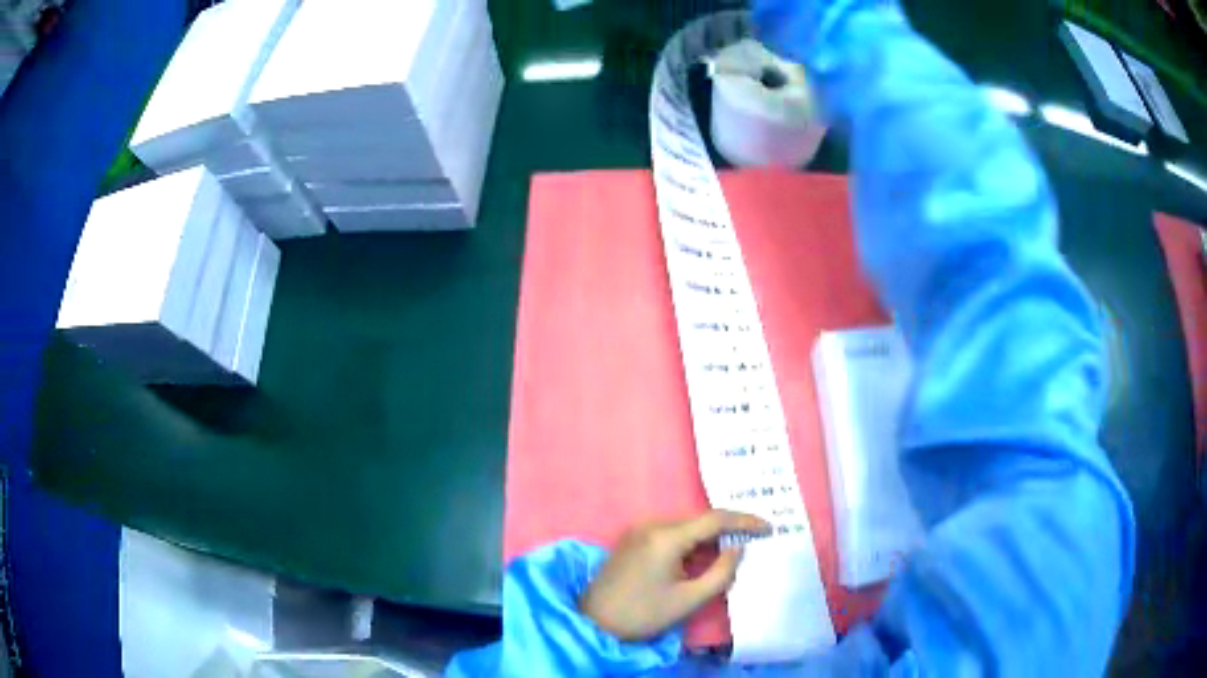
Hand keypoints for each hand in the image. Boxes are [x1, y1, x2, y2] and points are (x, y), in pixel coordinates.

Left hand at [579, 510, 769, 640]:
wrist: (594, 622)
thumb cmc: (643, 614)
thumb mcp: (689, 599)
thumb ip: (720, 572)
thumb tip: (739, 547)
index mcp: (666, 537)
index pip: (715, 519)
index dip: (745, 520)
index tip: (769, 528)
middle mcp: (651, 524)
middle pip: (700, 520)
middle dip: (729, 529)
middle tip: (756, 539)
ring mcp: (639, 530)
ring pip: (686, 526)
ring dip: (709, 537)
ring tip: (734, 549)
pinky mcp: (633, 539)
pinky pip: (671, 533)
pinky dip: (691, 542)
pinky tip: (703, 556)